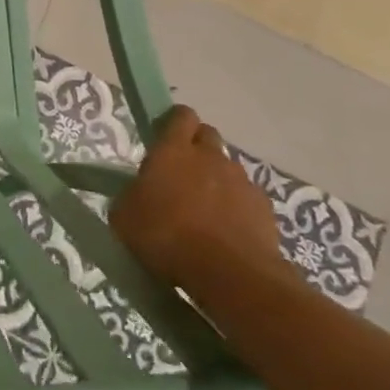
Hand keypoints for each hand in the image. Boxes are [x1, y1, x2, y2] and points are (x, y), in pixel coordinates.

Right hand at [109, 106, 287, 295]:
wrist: (229, 274)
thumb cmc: (166, 237)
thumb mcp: (125, 216)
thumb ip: (132, 195)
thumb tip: (139, 194)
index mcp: (173, 151)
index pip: (180, 115)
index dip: (173, 122)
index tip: (163, 136)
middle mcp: (210, 157)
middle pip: (207, 135)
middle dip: (196, 146)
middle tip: (181, 173)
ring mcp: (241, 181)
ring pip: (227, 168)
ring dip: (216, 179)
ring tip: (204, 210)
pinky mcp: (264, 208)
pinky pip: (246, 197)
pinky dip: (236, 207)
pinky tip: (226, 232)